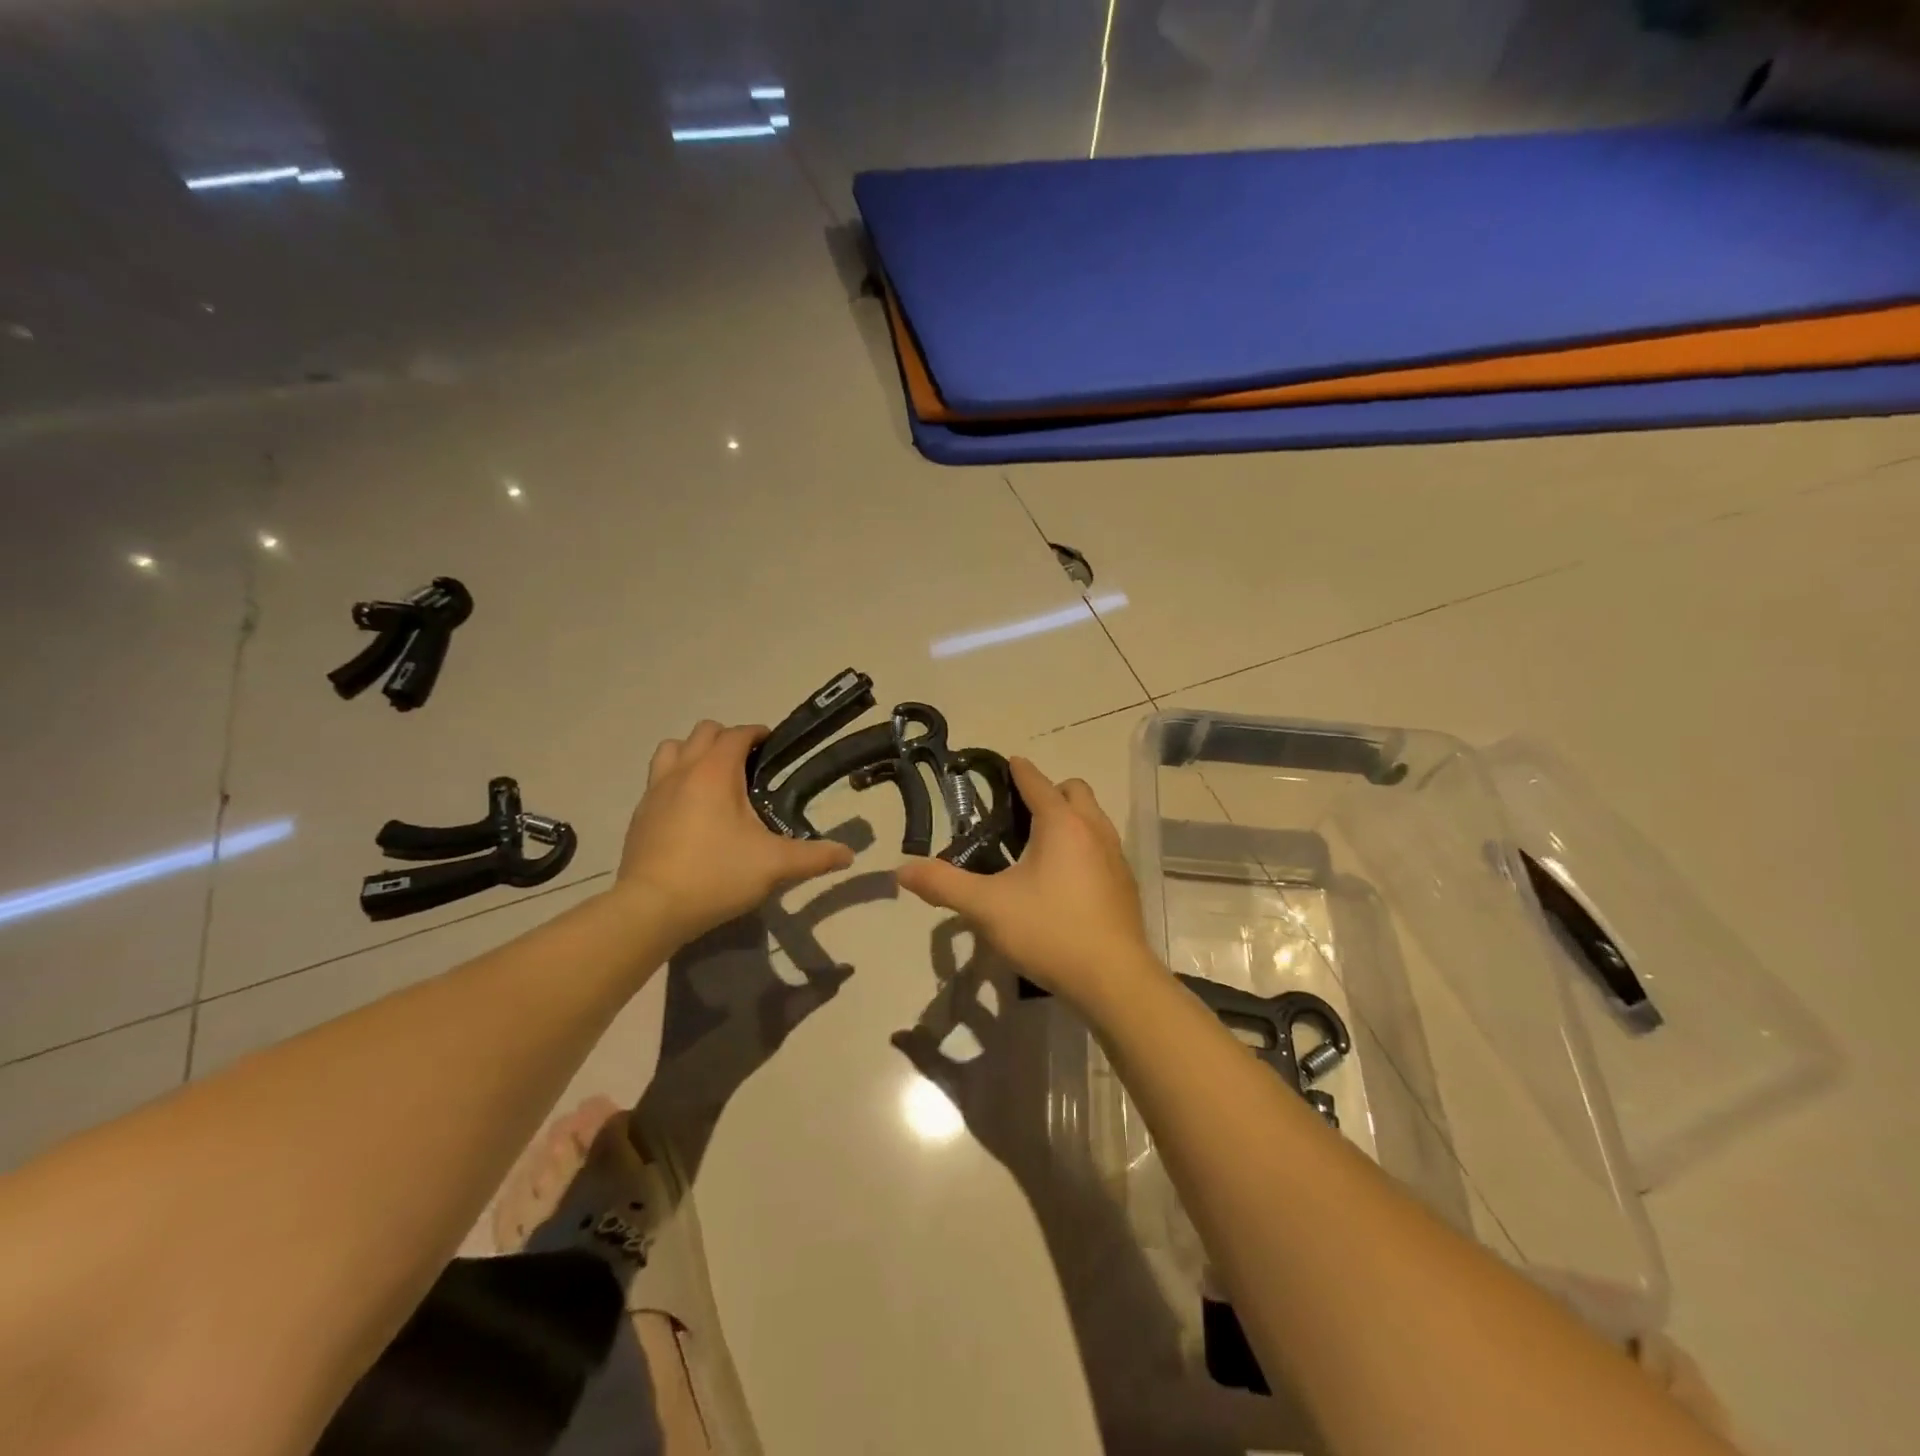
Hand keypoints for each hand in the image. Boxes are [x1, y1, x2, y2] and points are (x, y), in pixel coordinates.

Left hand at [617, 721, 852, 946]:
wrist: (650, 909)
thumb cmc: (716, 875)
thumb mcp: (774, 866)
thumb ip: (815, 857)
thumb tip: (848, 854)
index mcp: (715, 772)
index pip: (738, 733)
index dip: (758, 734)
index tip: (774, 747)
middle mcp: (682, 771)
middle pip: (704, 732)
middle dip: (728, 739)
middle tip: (748, 767)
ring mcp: (654, 790)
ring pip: (672, 749)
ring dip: (694, 753)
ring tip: (714, 780)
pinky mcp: (639, 814)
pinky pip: (657, 779)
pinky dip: (675, 780)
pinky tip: (689, 811)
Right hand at [895, 758, 1164, 1009]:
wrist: (1113, 979)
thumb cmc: (1049, 931)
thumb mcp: (987, 908)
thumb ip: (943, 884)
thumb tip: (902, 870)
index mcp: (1061, 824)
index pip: (1037, 782)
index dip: (1019, 770)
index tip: (1008, 763)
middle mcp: (1093, 830)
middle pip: (1074, 791)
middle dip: (1050, 792)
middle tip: (1021, 814)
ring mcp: (1116, 857)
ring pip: (1094, 818)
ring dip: (1070, 818)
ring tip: (1040, 846)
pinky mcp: (1125, 884)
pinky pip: (1103, 847)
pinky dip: (1084, 846)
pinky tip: (1066, 880)